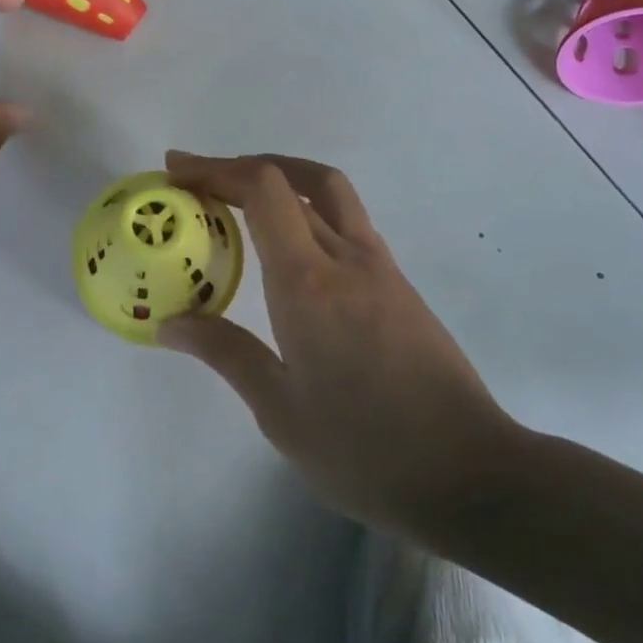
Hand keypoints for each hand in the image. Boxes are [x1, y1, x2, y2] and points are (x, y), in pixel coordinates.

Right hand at [159, 152, 523, 541]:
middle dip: (242, 167)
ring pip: (330, 193)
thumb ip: (225, 353)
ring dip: (281, 180)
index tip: (177, 171)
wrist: (471, 474)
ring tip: (239, 200)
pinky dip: (307, 211)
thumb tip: (171, 323)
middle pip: (296, 178)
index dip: (216, 169)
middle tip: (200, 181)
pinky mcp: (399, 286)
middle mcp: (347, 258)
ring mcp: (380, 268)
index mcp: (308, 283)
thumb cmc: (366, 451)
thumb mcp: (280, 412)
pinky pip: (347, 223)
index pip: (264, 190)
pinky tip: (289, 249)